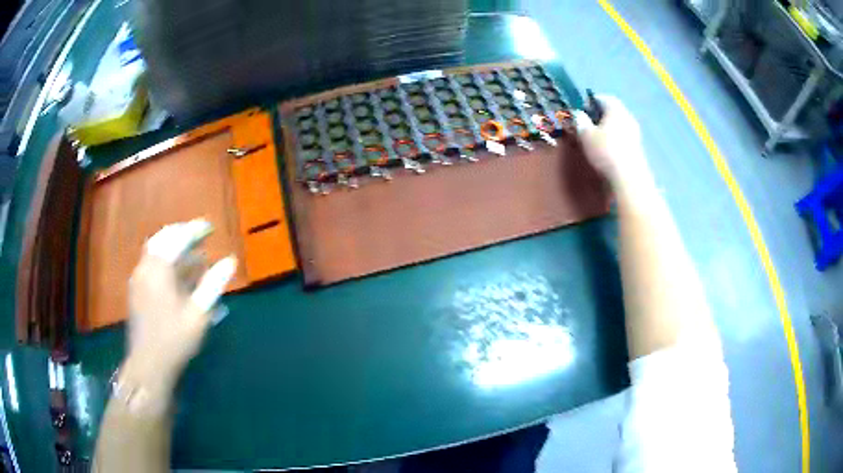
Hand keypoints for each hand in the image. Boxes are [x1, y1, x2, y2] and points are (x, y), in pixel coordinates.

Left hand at [124, 220, 236, 390]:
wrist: (148, 364)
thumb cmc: (175, 339)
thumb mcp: (199, 313)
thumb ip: (213, 284)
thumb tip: (230, 261)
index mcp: (159, 269)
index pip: (178, 238)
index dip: (195, 230)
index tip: (209, 228)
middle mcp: (145, 267)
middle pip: (162, 239)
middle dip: (181, 235)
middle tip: (199, 237)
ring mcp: (139, 279)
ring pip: (155, 252)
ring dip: (173, 250)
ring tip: (193, 257)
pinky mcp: (137, 291)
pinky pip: (151, 265)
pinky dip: (165, 263)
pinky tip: (178, 277)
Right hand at [573, 95, 654, 197]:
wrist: (629, 178)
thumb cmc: (606, 151)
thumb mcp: (585, 134)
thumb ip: (580, 120)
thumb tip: (576, 113)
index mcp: (615, 108)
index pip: (602, 97)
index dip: (590, 102)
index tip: (581, 111)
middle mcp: (628, 116)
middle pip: (612, 110)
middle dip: (600, 115)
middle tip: (588, 124)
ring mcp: (635, 132)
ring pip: (619, 124)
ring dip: (608, 128)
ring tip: (597, 138)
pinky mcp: (638, 148)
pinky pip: (624, 136)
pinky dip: (616, 139)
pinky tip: (608, 150)